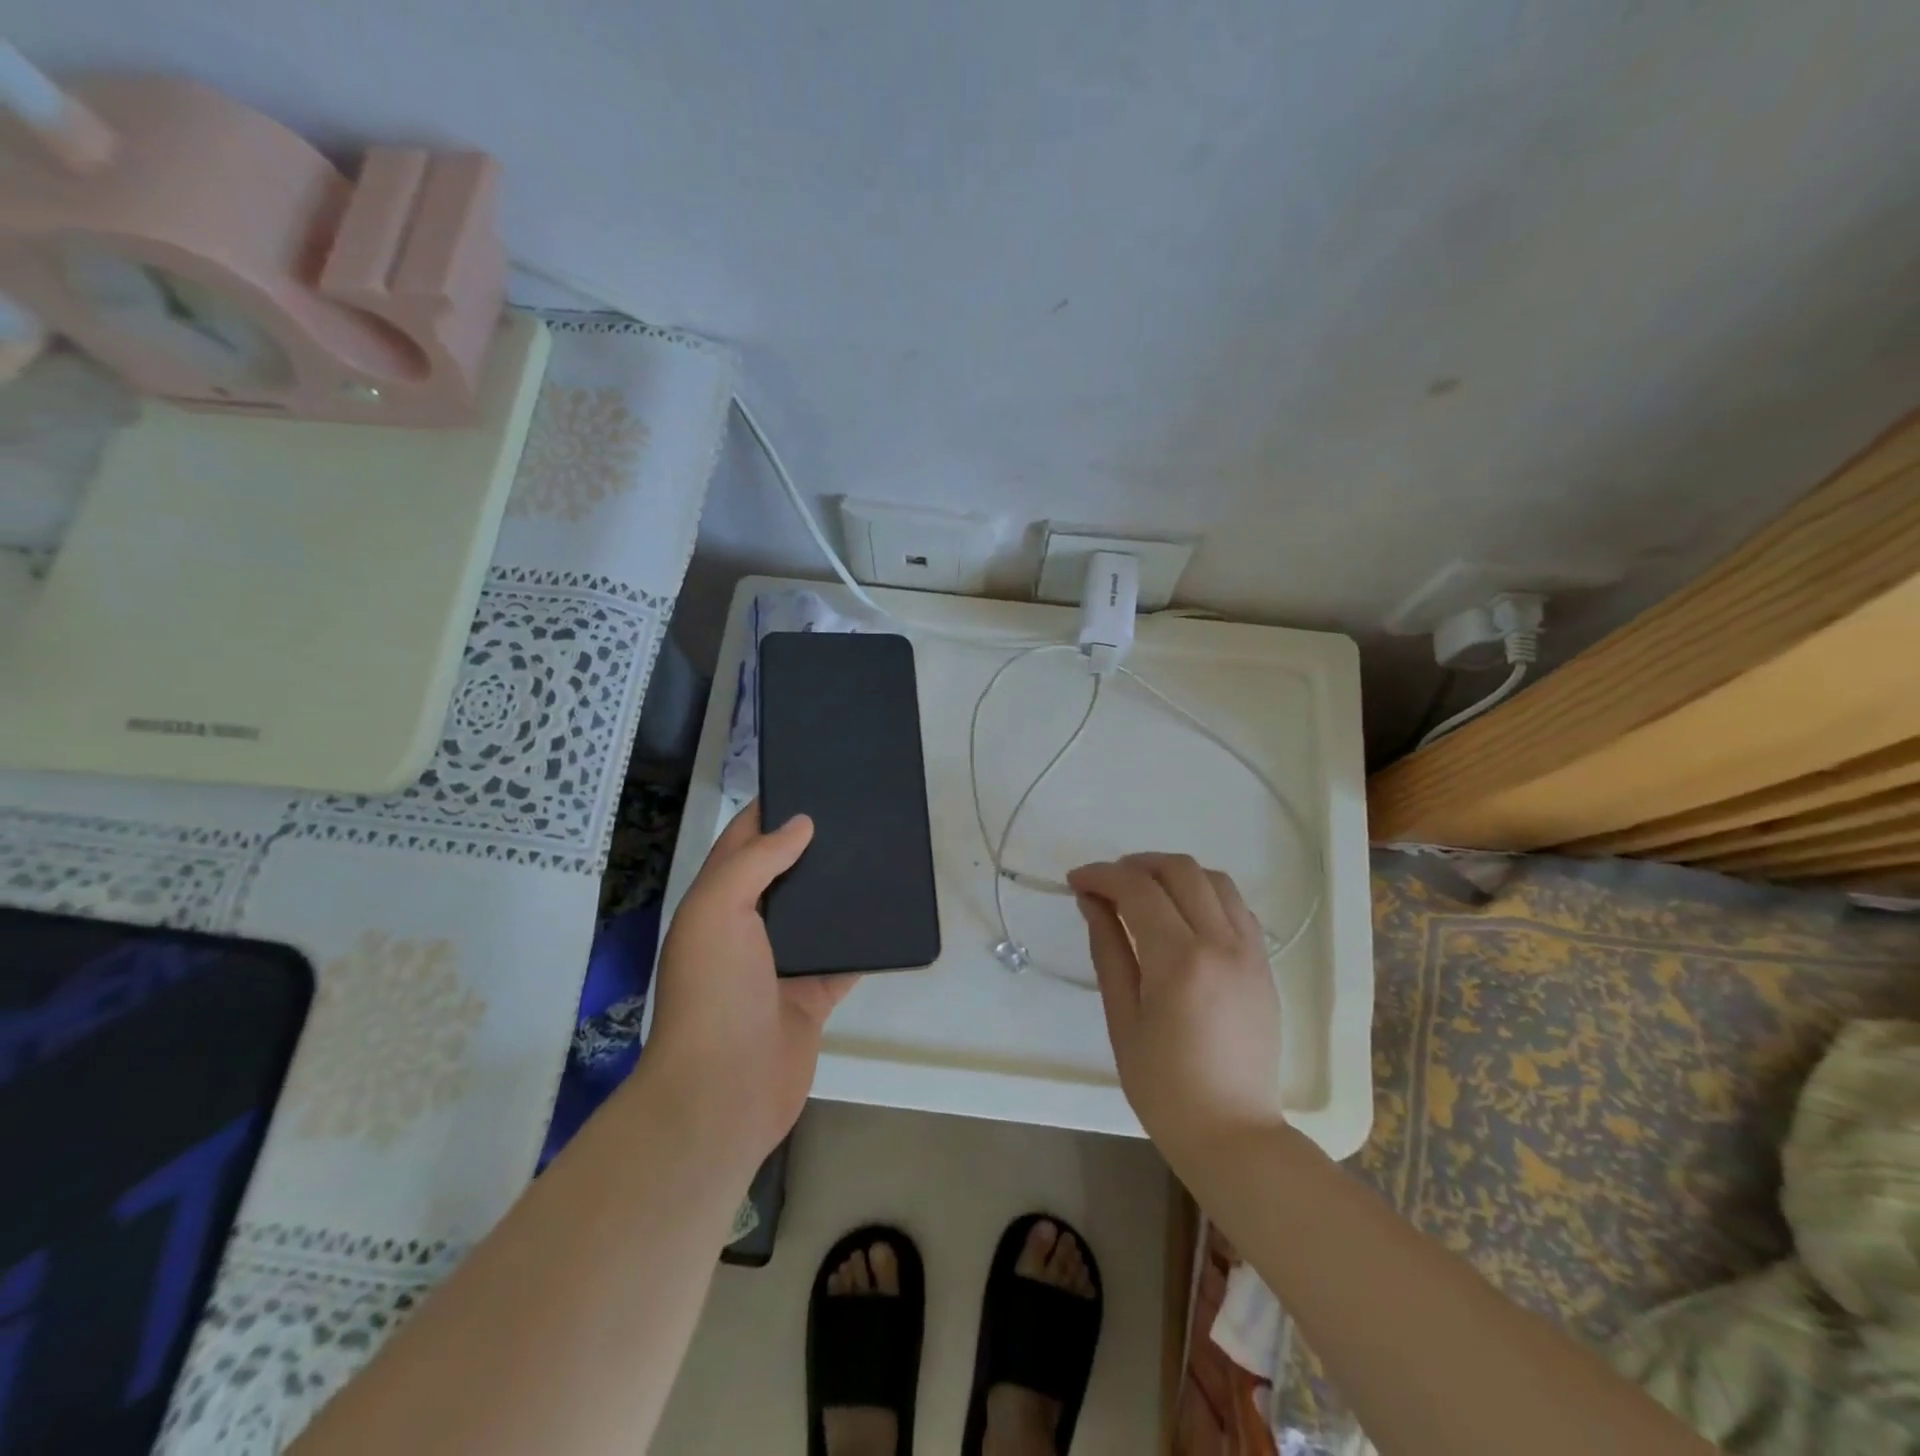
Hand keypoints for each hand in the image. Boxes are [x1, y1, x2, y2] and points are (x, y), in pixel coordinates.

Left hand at [646, 801, 857, 1167]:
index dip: (771, 811)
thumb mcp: (718, 911)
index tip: (809, 780)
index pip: (743, 842)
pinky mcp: (813, 994)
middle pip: (785, 874)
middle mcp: (748, 928)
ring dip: (842, 889)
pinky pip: (845, 957)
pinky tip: (892, 912)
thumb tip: (802, 824)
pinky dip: (865, 938)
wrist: (723, 1093)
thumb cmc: (713, 992)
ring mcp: (782, 963)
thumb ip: (755, 861)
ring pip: (818, 914)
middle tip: (858, 813)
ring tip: (881, 852)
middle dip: (814, 845)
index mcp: (717, 903)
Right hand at [1068, 853, 1283, 1165]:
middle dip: (1136, 864)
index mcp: (1179, 960)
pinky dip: (1204, 894)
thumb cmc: (1164, 1087)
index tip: (1076, 881)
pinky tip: (1182, 915)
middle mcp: (1221, 943)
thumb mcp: (1122, 1018)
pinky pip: (1236, 906)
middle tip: (1107, 884)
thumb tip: (1092, 901)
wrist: (1233, 1134)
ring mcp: (1250, 951)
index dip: (1101, 875)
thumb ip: (1108, 950)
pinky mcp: (1264, 964)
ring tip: (1144, 893)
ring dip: (1173, 873)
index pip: (1137, 888)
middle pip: (1179, 869)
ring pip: (1214, 879)